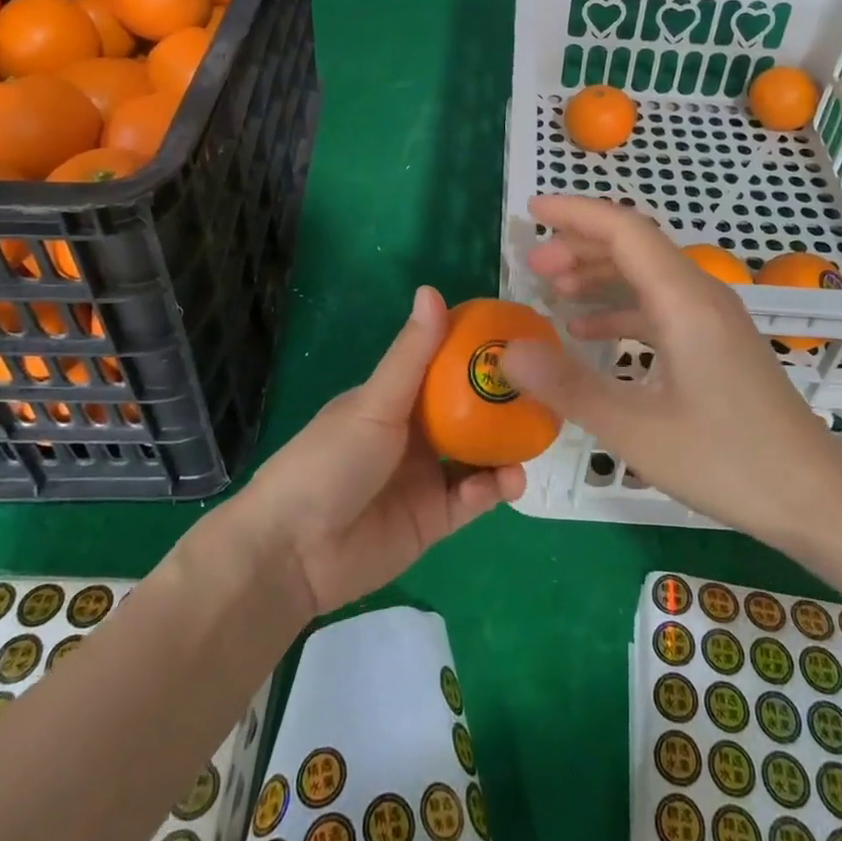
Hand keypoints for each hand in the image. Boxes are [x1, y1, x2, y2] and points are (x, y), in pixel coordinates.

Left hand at [239, 286, 525, 615]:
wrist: (294, 551)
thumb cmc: (330, 459)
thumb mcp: (375, 402)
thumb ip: (412, 354)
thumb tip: (433, 290)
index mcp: (398, 397)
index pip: (445, 364)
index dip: (479, 351)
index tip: (521, 336)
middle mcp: (416, 432)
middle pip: (469, 410)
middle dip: (503, 402)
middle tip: (546, 389)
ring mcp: (427, 476)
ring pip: (479, 455)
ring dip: (506, 446)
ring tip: (537, 436)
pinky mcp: (435, 519)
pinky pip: (473, 498)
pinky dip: (493, 488)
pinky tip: (507, 480)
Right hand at [500, 195, 841, 542]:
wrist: (816, 497)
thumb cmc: (728, 459)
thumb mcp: (636, 429)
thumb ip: (567, 386)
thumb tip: (507, 353)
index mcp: (684, 300)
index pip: (624, 229)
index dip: (576, 214)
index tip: (532, 211)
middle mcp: (700, 295)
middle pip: (634, 246)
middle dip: (579, 246)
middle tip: (533, 265)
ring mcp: (712, 318)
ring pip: (647, 275)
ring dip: (599, 275)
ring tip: (552, 289)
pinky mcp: (716, 343)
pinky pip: (659, 306)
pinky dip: (620, 308)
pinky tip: (588, 330)